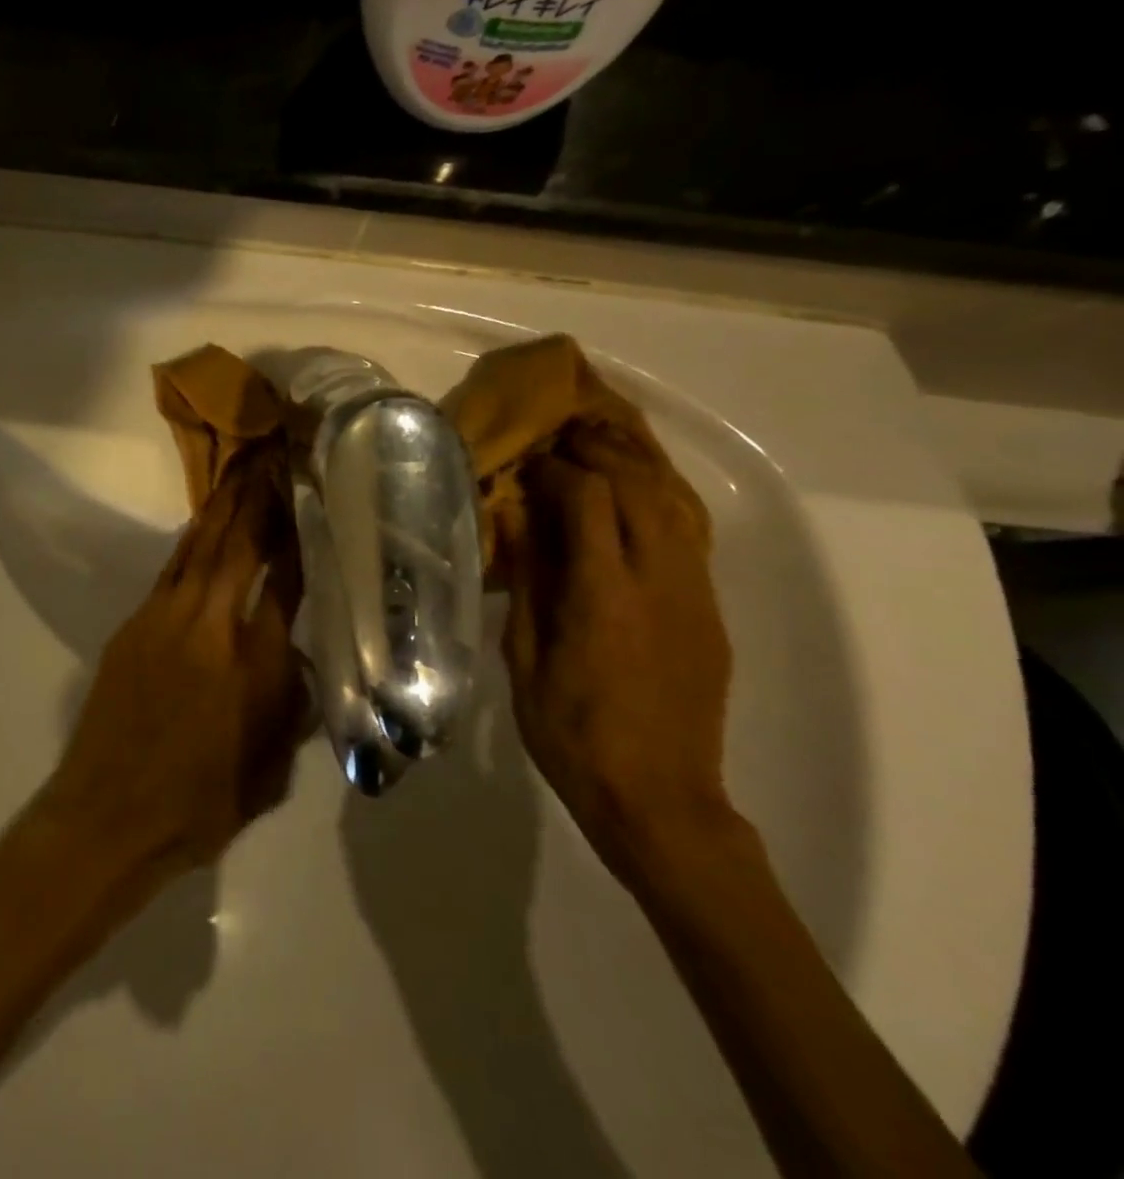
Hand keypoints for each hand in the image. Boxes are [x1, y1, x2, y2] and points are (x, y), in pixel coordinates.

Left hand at [41, 449, 308, 876]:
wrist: (109, 814)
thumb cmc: (200, 803)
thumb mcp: (271, 767)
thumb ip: (292, 704)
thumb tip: (296, 655)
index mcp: (252, 663)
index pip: (284, 580)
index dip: (296, 533)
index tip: (307, 494)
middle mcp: (210, 626)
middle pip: (238, 545)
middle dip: (257, 496)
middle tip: (272, 453)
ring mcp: (164, 619)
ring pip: (200, 547)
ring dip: (223, 506)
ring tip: (242, 468)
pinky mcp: (133, 624)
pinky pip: (172, 570)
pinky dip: (193, 541)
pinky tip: (205, 524)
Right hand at [494, 426, 735, 885]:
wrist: (660, 798)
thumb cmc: (572, 733)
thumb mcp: (525, 661)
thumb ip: (528, 585)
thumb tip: (521, 525)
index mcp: (604, 596)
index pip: (588, 500)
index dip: (558, 469)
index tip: (529, 461)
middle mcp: (659, 582)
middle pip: (640, 487)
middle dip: (602, 451)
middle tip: (565, 435)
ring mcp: (694, 595)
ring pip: (676, 504)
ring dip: (639, 466)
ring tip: (604, 444)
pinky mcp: (710, 612)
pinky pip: (691, 535)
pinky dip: (663, 499)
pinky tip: (638, 493)